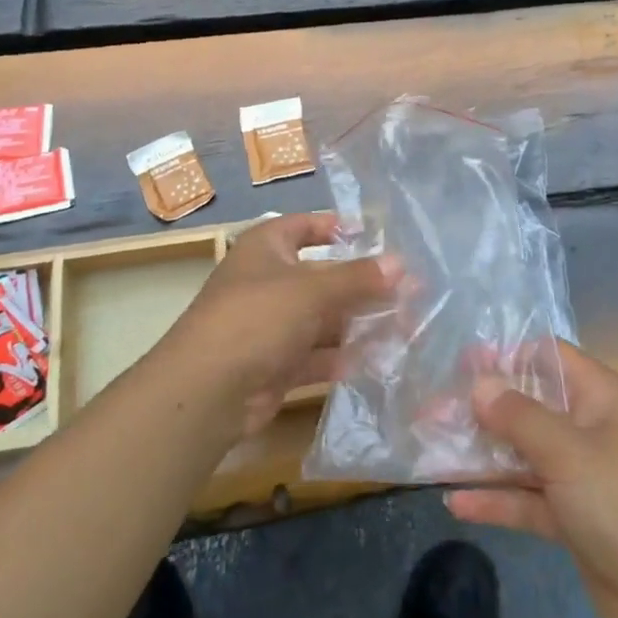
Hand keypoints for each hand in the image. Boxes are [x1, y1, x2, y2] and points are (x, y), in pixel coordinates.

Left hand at [163, 213, 398, 437]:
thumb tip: (401, 263)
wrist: (207, 390)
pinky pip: (315, 354)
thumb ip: (358, 278)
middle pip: (321, 277)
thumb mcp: (311, 290)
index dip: (335, 228)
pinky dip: (342, 356)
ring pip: (322, 318)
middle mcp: (267, 281)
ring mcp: (270, 325)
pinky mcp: (275, 365)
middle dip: (362, 285)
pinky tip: (377, 360)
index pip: (303, 226)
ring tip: (405, 327)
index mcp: (266, 248)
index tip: (373, 235)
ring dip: (358, 323)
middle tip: (410, 291)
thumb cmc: (257, 317)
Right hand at [447, 342, 617, 617]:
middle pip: (527, 404)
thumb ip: (518, 415)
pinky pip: (527, 498)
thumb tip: (478, 383)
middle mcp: (587, 426)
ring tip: (430, 449)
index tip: (458, 360)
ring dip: (481, 453)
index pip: (546, 356)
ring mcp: (580, 474)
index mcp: (597, 396)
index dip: (504, 353)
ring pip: (522, 452)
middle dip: (481, 407)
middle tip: (430, 408)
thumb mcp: (568, 452)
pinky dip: (496, 499)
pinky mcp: (573, 518)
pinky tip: (455, 504)